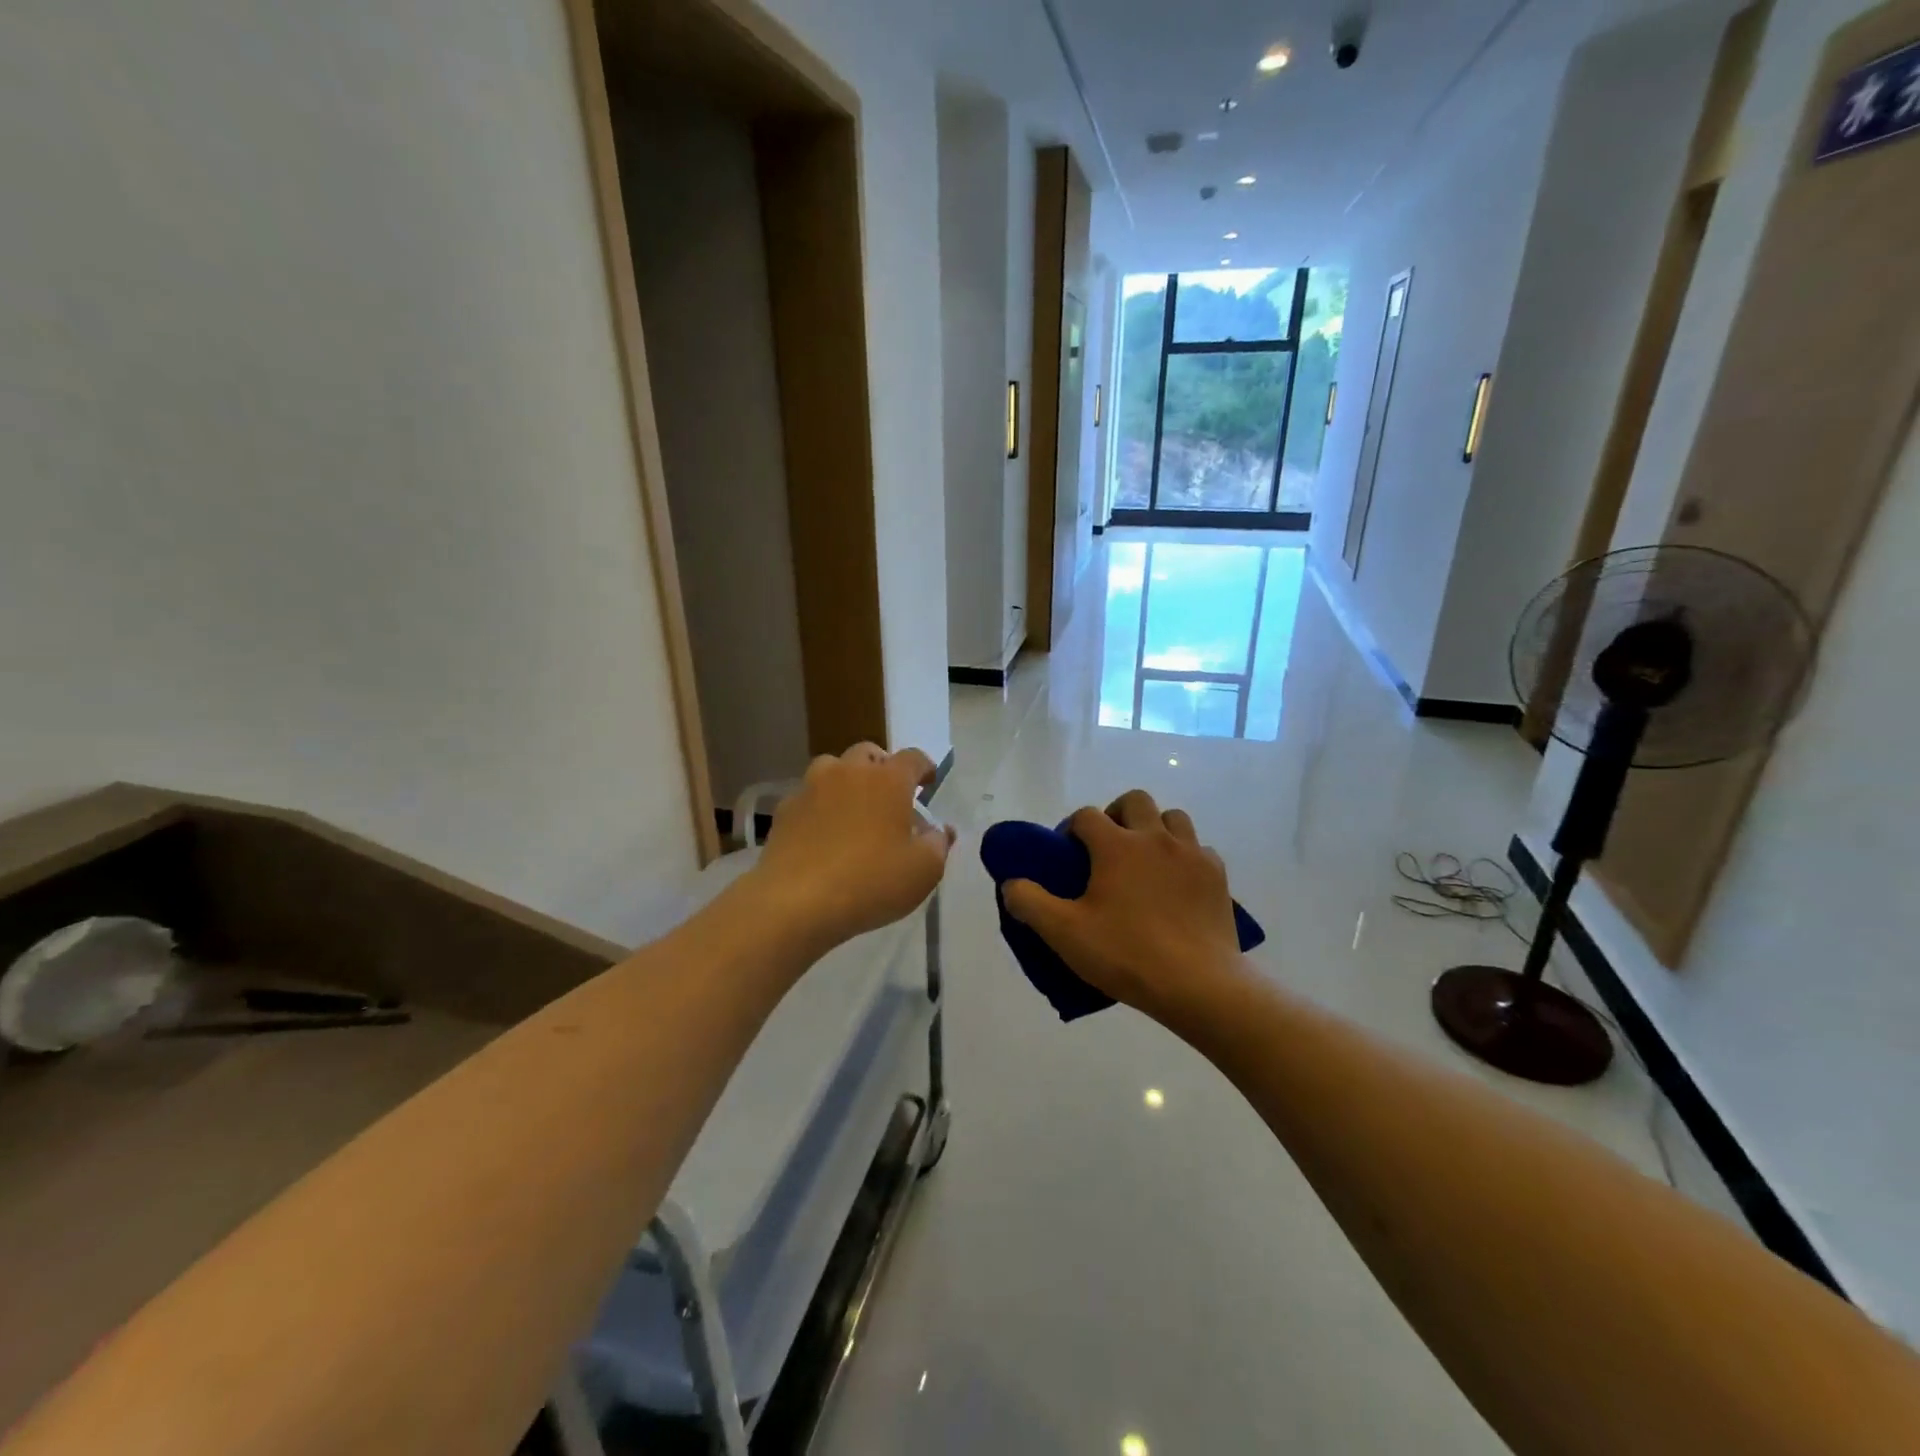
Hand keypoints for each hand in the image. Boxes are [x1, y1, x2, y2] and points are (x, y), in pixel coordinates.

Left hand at [745, 744, 954, 959]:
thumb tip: (940, 830)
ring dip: (846, 781)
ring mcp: (811, 787)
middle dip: (882, 769)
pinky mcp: (784, 810)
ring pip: (832, 769)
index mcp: (889, 780)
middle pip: (869, 754)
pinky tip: (822, 834)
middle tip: (889, 797)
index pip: (913, 758)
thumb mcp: (924, 871)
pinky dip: (819, 807)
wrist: (796, 902)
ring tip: (853, 810)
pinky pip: (808, 798)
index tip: (928, 783)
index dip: (925, 768)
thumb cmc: (871, 882)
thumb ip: (938, 844)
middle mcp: (849, 772)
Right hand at [1003, 790, 1243, 1023]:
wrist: (1198, 984)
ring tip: (1145, 861)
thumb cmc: (1126, 954)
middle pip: (1134, 801)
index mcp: (1116, 845)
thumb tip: (1011, 884)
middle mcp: (1155, 837)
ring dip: (1155, 828)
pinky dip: (1185, 857)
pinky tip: (1177, 884)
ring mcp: (1191, 853)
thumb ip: (1029, 902)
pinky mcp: (1217, 875)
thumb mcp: (1064, 933)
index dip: (1072, 830)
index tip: (1068, 857)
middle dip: (1116, 815)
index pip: (1086, 816)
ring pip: (1173, 817)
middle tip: (1107, 849)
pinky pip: (1199, 849)